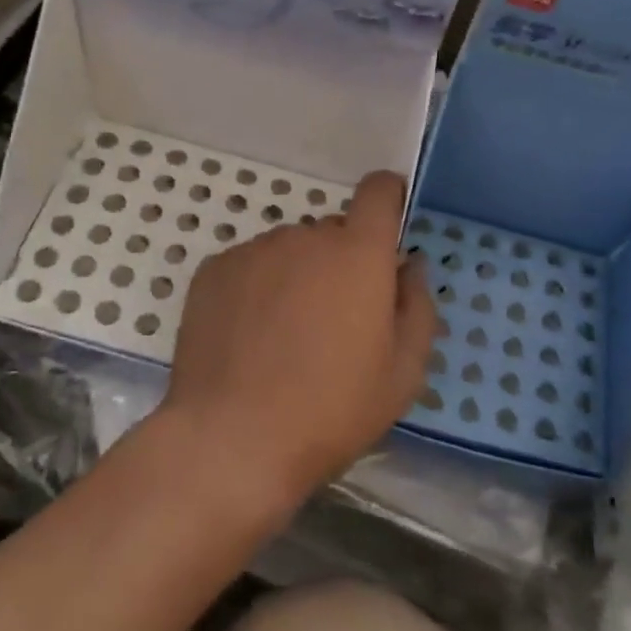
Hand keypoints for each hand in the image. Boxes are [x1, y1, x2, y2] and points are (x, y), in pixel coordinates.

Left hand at [159, 171, 435, 516]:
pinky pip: (249, 266)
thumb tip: (409, 268)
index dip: (388, 199)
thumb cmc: (332, 410)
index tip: (388, 227)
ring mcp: (253, 251)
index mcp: (357, 254)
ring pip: (289, 251)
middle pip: (332, 233)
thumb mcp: (403, 373)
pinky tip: (249, 338)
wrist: (232, 439)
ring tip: (285, 337)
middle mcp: (304, 237)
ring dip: (297, 276)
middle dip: (342, 263)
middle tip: (335, 322)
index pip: (378, 192)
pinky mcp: (213, 271)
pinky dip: (257, 289)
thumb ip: (417, 307)